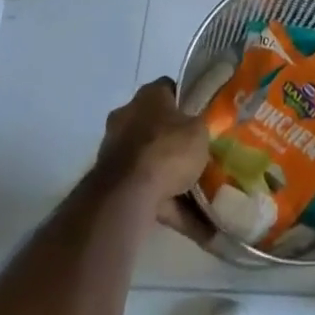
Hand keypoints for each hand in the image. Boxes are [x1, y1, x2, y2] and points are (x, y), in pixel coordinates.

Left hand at [97, 77, 216, 243]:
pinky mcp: (111, 184)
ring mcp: (116, 151)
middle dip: (175, 142)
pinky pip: (146, 191)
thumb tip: (199, 130)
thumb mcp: (199, 131)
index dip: (187, 101)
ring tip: (202, 198)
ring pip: (150, 162)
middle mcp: (127, 116)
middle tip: (198, 156)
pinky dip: (168, 205)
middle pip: (157, 126)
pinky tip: (195, 225)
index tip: (202, 116)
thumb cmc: (167, 149)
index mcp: (149, 95)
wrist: (128, 194)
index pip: (169, 89)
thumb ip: (200, 128)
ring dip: (171, 178)